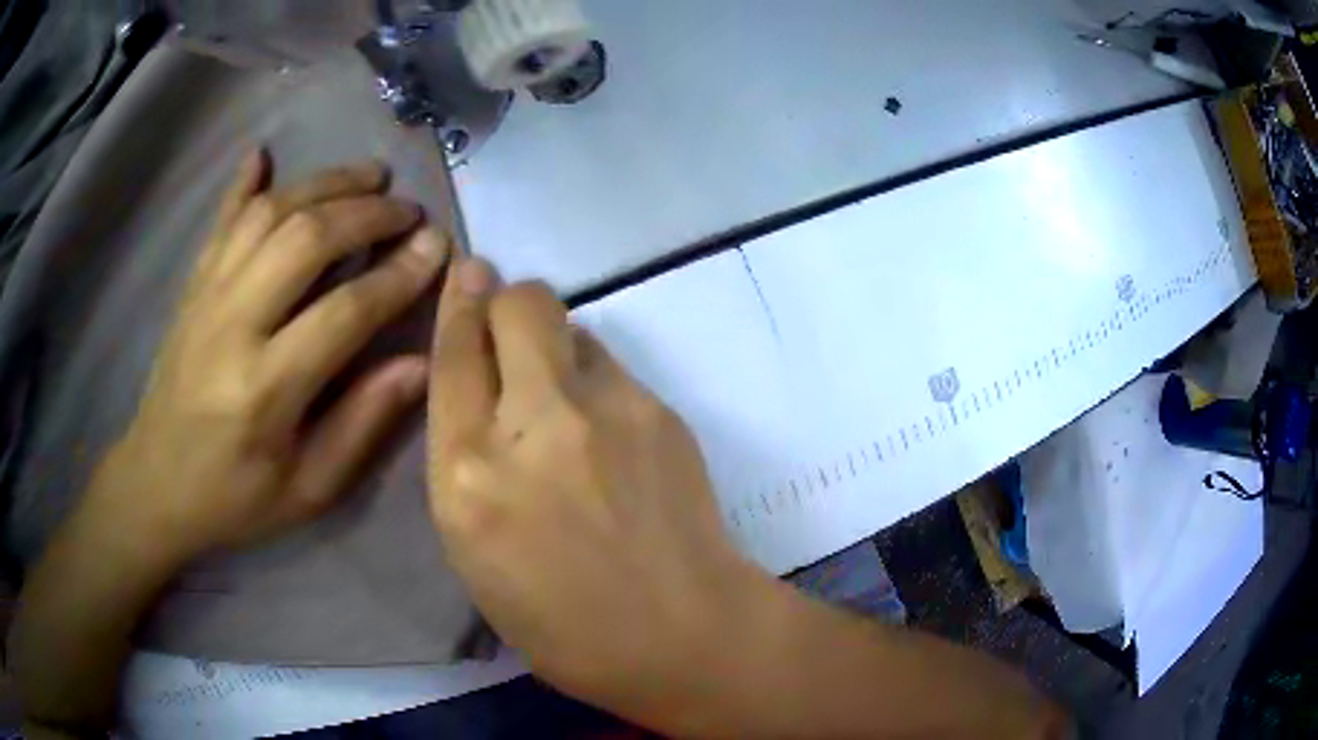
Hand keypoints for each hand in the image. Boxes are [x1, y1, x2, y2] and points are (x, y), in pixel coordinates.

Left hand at [85, 150, 448, 566]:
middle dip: (367, 213)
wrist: (156, 485)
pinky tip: (264, 154)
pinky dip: (244, 182)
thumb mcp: (308, 489)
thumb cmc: (235, 498)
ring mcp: (206, 296)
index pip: (345, 312)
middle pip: (306, 239)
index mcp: (265, 389)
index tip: (437, 248)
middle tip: (407, 209)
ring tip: (368, 175)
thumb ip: (361, 425)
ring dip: (324, 183)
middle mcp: (232, 326)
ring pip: (268, 213)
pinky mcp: (191, 287)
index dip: (399, 275)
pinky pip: (221, 220)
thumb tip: (420, 363)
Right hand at [427, 260, 761, 705]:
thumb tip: (480, 395)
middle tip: (509, 331)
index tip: (466, 272)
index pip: (453, 355)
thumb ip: (466, 463)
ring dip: (554, 347)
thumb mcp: (474, 553)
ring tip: (565, 403)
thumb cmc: (562, 623)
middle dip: (507, 301)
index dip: (457, 304)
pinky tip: (609, 435)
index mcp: (470, 476)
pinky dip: (595, 382)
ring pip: (571, 327)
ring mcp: (607, 409)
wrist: (682, 632)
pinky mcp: (659, 410)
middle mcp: (534, 425)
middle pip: (519, 304)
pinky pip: (611, 366)